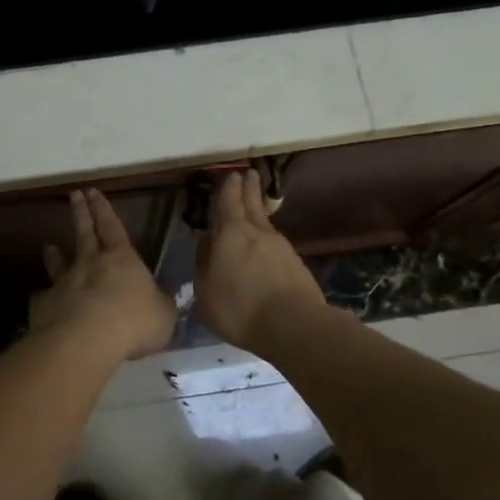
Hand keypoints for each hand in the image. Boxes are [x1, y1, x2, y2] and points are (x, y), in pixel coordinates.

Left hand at [29, 189, 173, 360]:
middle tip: (74, 195)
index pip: (112, 226)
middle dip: (81, 213)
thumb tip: (162, 300)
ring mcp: (63, 282)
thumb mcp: (163, 315)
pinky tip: (43, 300)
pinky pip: (45, 297)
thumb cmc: (134, 322)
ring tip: (49, 246)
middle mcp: (89, 263)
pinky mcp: (45, 305)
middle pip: (84, 233)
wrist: (86, 340)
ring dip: (54, 254)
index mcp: (121, 258)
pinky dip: (45, 297)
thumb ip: (161, 304)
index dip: (103, 209)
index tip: (93, 191)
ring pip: (58, 262)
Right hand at [196, 170, 325, 352]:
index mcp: (230, 233)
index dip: (228, 188)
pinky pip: (277, 244)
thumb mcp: (206, 293)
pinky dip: (268, 240)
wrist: (294, 325)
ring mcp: (281, 246)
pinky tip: (266, 249)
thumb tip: (206, 243)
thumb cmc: (239, 308)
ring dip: (259, 212)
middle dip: (249, 188)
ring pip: (266, 223)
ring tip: (255, 209)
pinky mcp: (296, 263)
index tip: (231, 174)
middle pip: (252, 203)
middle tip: (249, 174)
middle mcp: (256, 232)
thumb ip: (203, 265)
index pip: (228, 202)